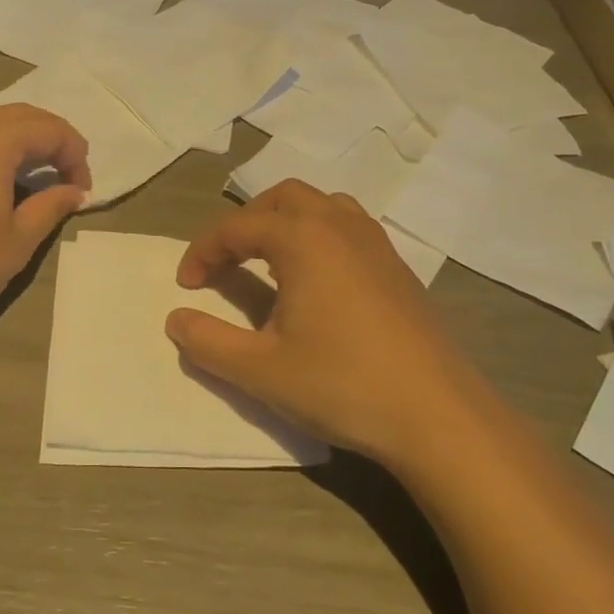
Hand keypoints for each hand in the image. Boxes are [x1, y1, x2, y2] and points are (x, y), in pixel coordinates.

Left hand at [0, 99, 89, 329]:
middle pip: (16, 116)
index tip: (82, 192)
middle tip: (62, 178)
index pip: (51, 130)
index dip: (75, 157)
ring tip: (14, 161)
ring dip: (1, 130)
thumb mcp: (20, 240)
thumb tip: (75, 192)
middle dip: (47, 140)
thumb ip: (51, 207)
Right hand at [166, 181, 482, 466]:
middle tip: (225, 261)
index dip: (203, 251)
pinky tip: (317, 280)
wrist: (437, 414)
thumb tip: (175, 319)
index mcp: (303, 239)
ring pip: (321, 205)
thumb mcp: (260, 370)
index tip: (186, 285)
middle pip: (281, 198)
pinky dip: (318, 235)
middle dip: (245, 223)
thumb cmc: (342, 384)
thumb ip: (208, 342)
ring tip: (269, 261)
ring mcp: (376, 243)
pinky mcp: (398, 267)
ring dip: (286, 222)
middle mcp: (339, 226)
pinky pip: (349, 227)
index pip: (237, 227)